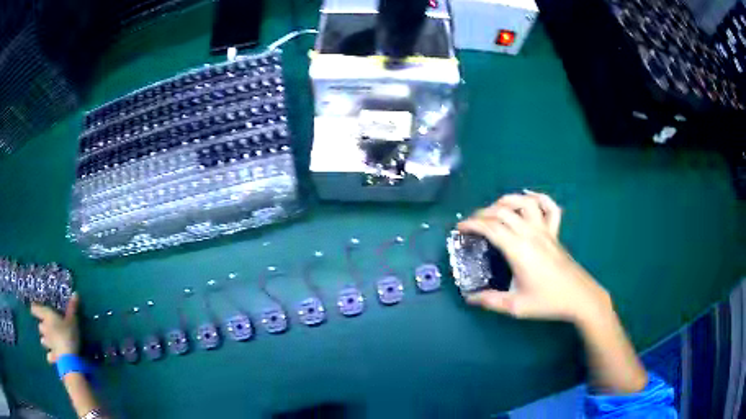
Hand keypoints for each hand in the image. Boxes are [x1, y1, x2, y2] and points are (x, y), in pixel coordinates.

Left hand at [31, 294, 80, 363]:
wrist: (68, 358)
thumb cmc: (68, 335)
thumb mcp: (72, 321)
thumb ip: (72, 308)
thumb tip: (75, 293)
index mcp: (47, 316)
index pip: (35, 309)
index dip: (34, 309)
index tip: (35, 309)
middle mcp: (44, 328)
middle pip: (39, 326)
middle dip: (42, 327)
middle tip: (47, 328)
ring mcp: (47, 343)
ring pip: (42, 340)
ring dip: (45, 340)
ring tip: (49, 342)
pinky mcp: (52, 356)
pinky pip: (49, 356)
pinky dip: (50, 356)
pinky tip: (52, 357)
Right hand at [458, 191, 611, 323]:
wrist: (579, 297)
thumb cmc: (547, 301)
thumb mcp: (516, 306)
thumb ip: (491, 301)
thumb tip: (469, 298)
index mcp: (519, 250)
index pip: (491, 228)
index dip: (472, 224)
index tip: (460, 228)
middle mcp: (531, 234)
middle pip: (504, 212)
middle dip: (483, 213)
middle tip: (472, 222)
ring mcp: (545, 231)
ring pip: (525, 203)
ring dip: (508, 201)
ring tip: (495, 208)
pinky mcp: (555, 233)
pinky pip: (550, 208)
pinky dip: (539, 198)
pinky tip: (529, 198)